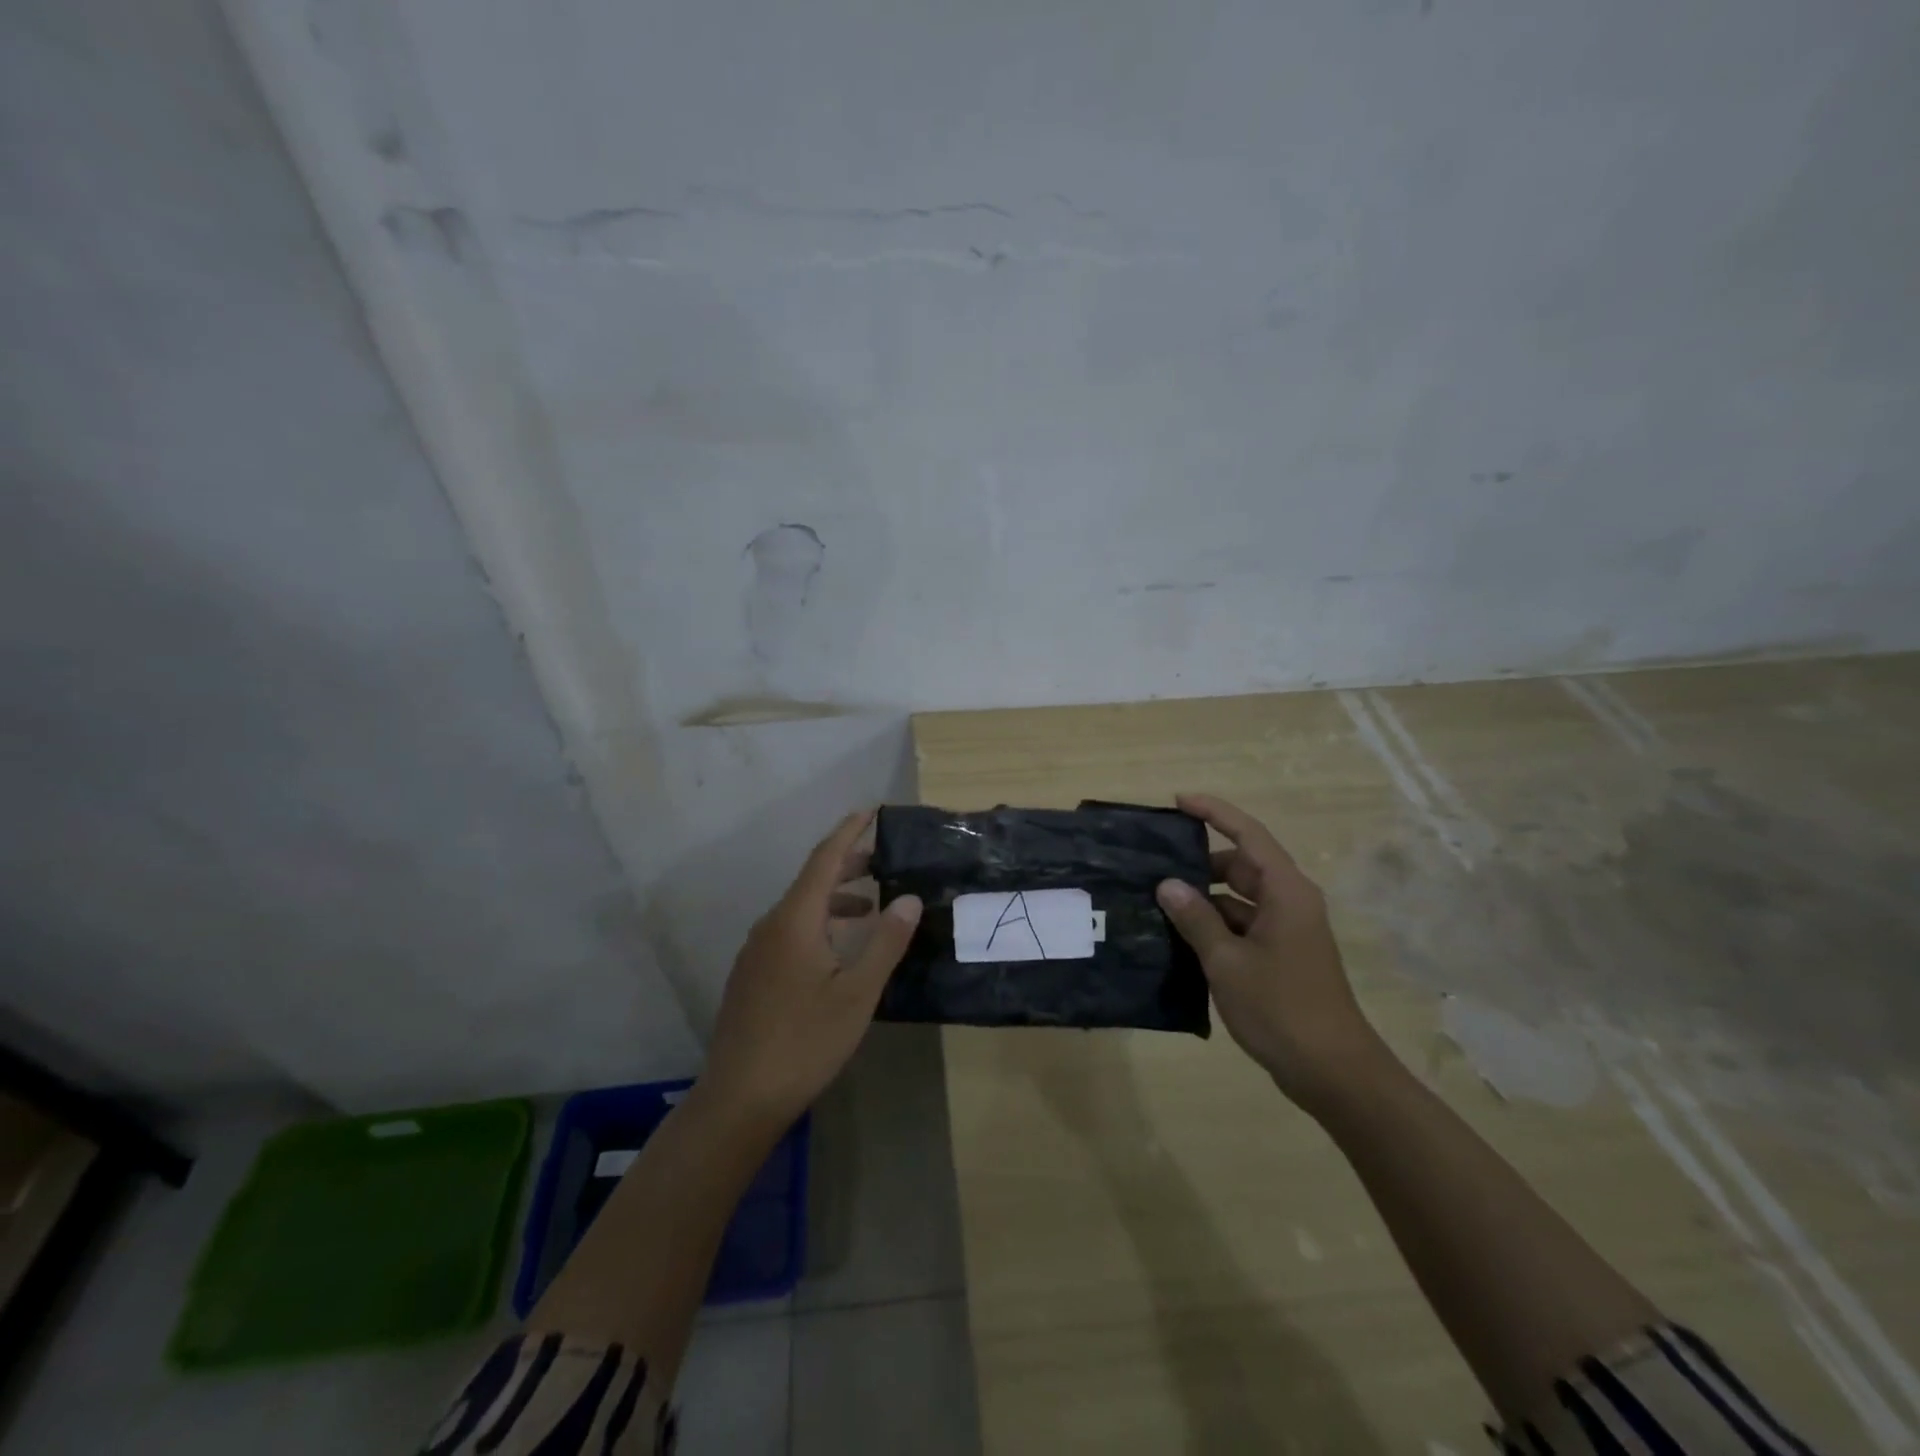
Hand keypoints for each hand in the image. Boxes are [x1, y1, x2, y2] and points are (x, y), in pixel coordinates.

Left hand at [699, 810, 922, 1126]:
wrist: (739, 1097)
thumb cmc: (806, 1041)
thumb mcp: (857, 992)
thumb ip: (885, 942)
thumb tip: (909, 898)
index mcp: (795, 920)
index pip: (824, 859)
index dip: (849, 832)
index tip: (872, 811)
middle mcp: (771, 926)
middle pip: (811, 881)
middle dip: (847, 865)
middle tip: (883, 861)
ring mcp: (756, 951)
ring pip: (800, 909)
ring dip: (835, 899)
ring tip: (869, 908)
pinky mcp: (752, 975)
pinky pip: (789, 931)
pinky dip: (819, 923)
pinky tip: (837, 950)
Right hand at [1155, 793, 1386, 1112]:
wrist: (1333, 1071)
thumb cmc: (1281, 1008)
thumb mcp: (1227, 961)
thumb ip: (1196, 919)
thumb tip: (1168, 884)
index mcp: (1285, 892)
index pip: (1247, 835)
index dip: (1213, 812)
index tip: (1178, 801)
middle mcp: (1289, 902)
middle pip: (1241, 865)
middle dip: (1199, 861)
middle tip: (1154, 863)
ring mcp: (1288, 930)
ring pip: (1239, 897)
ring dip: (1204, 897)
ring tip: (1158, 900)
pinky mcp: (1282, 955)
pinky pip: (1242, 924)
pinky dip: (1214, 924)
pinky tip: (1180, 936)